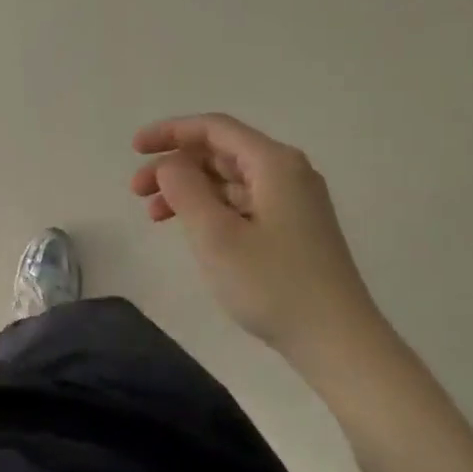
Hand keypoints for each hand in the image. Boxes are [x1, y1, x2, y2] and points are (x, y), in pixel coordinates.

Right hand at [131, 114, 384, 363]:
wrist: (338, 342)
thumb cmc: (273, 285)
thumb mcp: (216, 235)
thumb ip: (185, 189)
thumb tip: (170, 164)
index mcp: (274, 164)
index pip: (214, 129)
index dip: (170, 132)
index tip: (134, 149)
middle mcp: (287, 173)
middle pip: (220, 152)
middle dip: (174, 165)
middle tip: (136, 191)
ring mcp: (293, 202)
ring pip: (228, 180)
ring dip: (188, 190)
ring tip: (154, 215)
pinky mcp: (293, 229)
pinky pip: (241, 203)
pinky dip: (209, 209)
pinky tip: (189, 230)